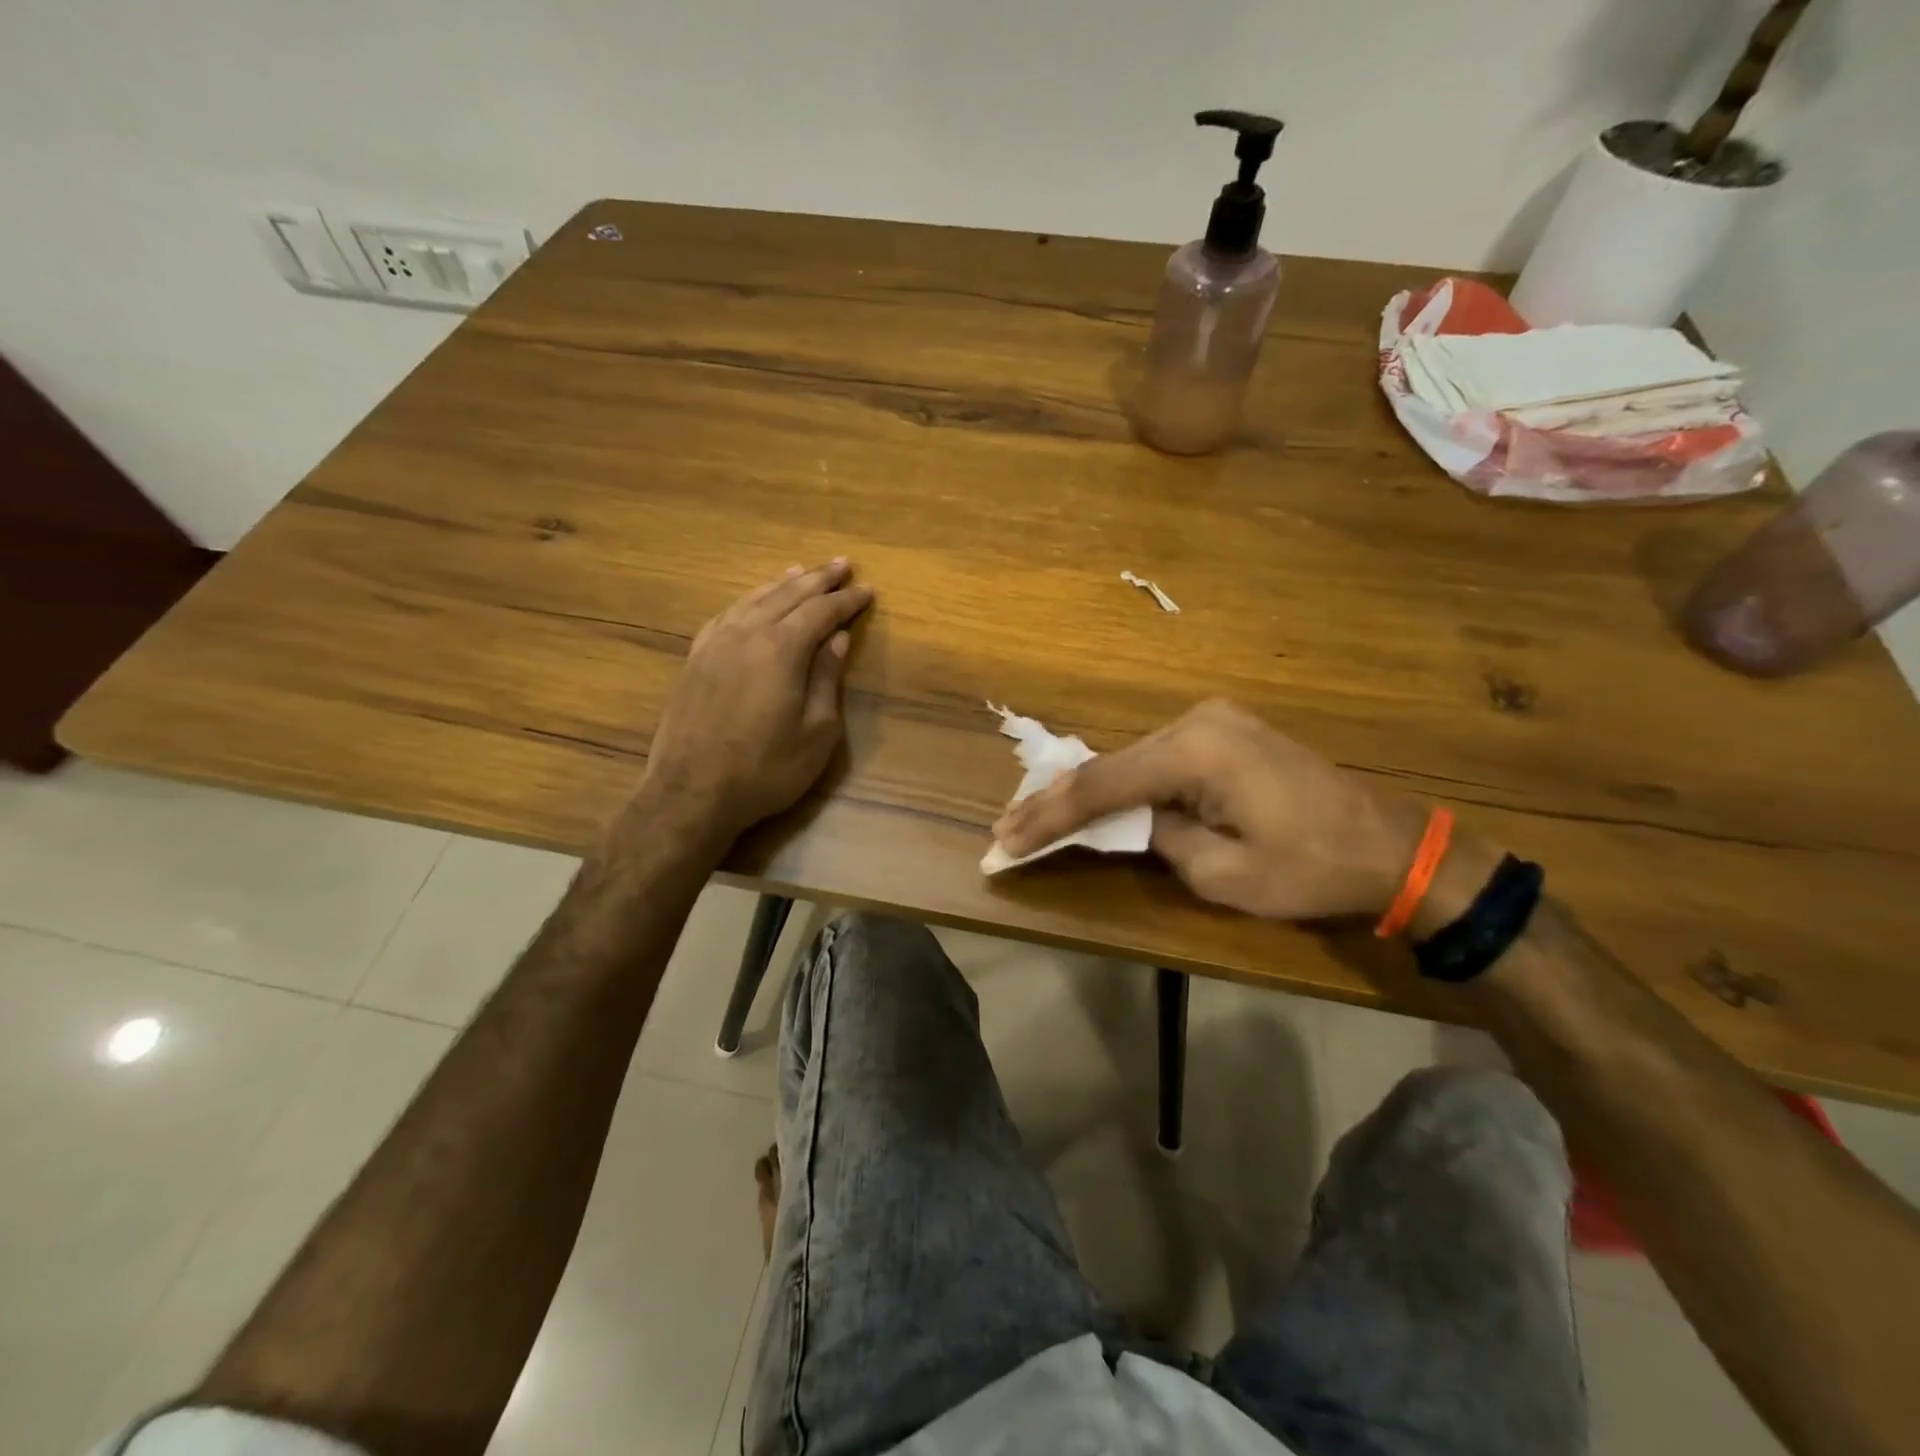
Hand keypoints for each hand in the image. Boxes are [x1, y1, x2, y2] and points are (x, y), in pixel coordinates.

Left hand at [636, 560, 872, 843]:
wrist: (692, 793)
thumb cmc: (766, 770)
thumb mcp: (816, 732)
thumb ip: (827, 679)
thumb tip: (837, 639)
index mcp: (781, 650)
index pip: (821, 612)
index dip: (847, 600)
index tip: (868, 590)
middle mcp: (747, 634)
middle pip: (788, 595)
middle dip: (818, 579)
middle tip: (841, 564)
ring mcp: (715, 644)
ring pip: (754, 599)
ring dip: (783, 583)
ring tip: (802, 571)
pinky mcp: (695, 659)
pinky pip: (726, 615)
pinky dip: (747, 600)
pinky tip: (753, 601)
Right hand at [992, 700, 1424, 920]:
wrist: (1392, 846)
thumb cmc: (1312, 869)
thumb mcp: (1224, 875)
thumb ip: (1159, 840)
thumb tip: (1130, 822)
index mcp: (1197, 752)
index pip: (1102, 787)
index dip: (1048, 817)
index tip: (1003, 842)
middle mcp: (1197, 720)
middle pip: (1109, 766)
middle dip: (1055, 802)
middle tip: (1005, 830)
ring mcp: (1213, 720)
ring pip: (1130, 760)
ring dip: (1086, 793)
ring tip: (1033, 818)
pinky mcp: (1224, 732)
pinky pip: (1157, 759)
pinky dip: (1123, 784)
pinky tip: (1093, 799)